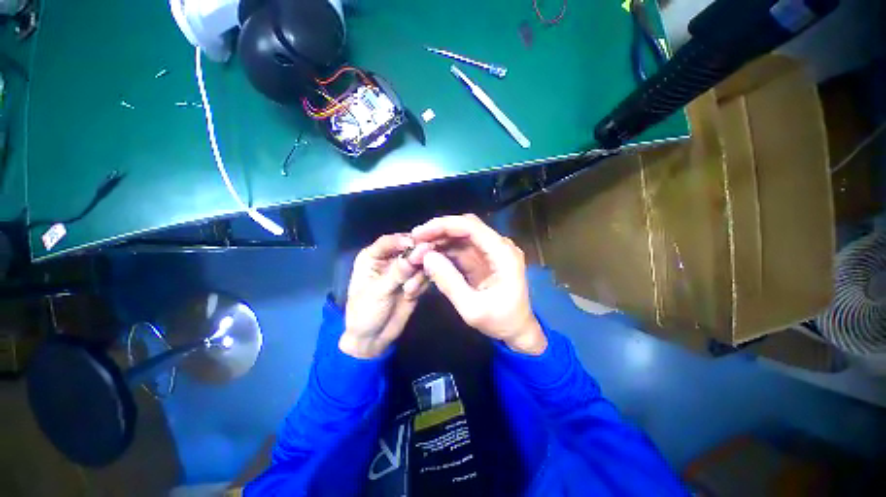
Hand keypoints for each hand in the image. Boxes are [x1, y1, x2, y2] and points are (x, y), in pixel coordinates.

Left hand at [339, 234, 431, 358]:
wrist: (373, 339)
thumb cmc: (365, 312)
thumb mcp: (379, 291)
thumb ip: (399, 271)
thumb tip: (419, 251)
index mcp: (373, 256)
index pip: (390, 241)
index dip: (404, 241)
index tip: (421, 246)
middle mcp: (389, 260)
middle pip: (409, 249)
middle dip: (417, 258)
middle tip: (424, 267)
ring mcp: (403, 271)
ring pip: (420, 262)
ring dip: (418, 275)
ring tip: (409, 291)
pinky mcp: (414, 281)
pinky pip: (425, 275)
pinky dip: (422, 284)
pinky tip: (412, 295)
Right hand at [411, 215, 546, 354]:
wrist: (517, 331)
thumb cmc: (500, 322)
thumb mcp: (472, 308)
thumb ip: (449, 282)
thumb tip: (426, 257)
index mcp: (503, 253)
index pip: (471, 227)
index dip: (443, 226)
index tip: (419, 234)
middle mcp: (499, 246)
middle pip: (466, 226)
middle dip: (439, 231)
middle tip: (416, 241)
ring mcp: (491, 251)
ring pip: (461, 235)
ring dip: (440, 240)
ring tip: (419, 249)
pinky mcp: (483, 259)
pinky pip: (461, 248)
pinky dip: (444, 250)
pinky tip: (430, 256)